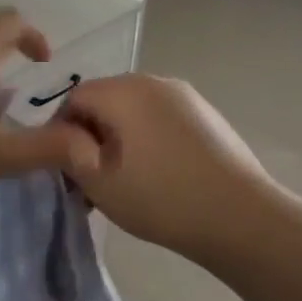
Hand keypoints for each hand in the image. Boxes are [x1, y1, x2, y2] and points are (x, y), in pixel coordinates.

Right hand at [59, 74, 270, 263]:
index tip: (62, 169)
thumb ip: (67, 153)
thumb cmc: (161, 198)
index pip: (74, 97)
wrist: (241, 218)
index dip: (59, 131)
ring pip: (134, 111)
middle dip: (90, 135)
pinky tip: (155, 177)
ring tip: (122, 182)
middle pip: (106, 100)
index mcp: (125, 91)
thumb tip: (61, 138)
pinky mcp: (208, 116)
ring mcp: (187, 97)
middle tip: (88, 180)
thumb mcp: (99, 182)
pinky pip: (161, 120)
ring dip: (118, 140)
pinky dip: (146, 141)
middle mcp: (155, 82)